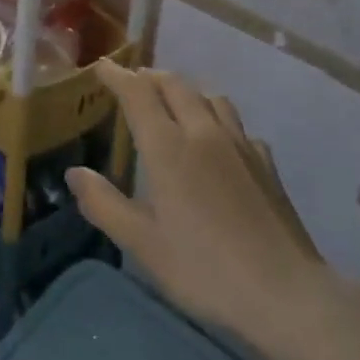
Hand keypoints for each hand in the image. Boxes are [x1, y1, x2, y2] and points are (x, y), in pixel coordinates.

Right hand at [68, 61, 331, 354]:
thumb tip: (75, 173)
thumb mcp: (142, 244)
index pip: (138, 94)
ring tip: (172, 103)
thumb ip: (104, 204)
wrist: (285, 293)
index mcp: (169, 148)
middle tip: (132, 82)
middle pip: (175, 86)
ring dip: (185, 91)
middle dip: (149, 77)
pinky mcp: (265, 163)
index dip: (117, 76)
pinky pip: (236, 125)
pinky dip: (217, 119)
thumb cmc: (204, 270)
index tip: (101, 66)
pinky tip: (217, 141)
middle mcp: (204, 133)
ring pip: (210, 98)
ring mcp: (240, 145)